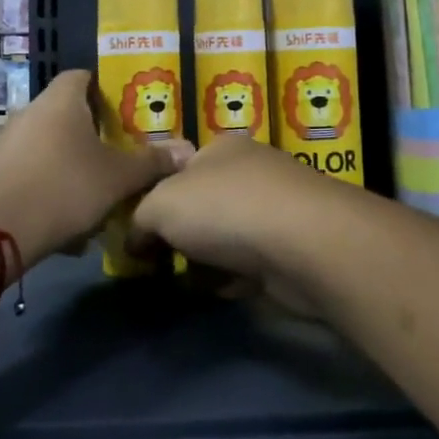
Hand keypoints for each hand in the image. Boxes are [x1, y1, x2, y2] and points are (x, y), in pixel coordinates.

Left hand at [0, 70, 180, 266]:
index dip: (105, 89)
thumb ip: (152, 163)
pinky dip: (50, 190)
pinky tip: (67, 224)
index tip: (126, 111)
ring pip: (49, 148)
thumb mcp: (118, 178)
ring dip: (71, 166)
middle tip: (119, 154)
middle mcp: (29, 113)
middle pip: (66, 114)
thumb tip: (187, 151)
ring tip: (97, 195)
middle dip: (92, 134)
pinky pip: (32, 174)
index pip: (83, 76)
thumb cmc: (65, 187)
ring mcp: (6, 143)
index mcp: (60, 101)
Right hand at [132, 137, 345, 301]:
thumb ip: (139, 220)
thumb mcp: (161, 205)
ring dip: (207, 262)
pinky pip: (251, 264)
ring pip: (226, 238)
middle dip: (181, 237)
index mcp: (219, 148)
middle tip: (161, 264)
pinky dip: (235, 278)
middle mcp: (250, 172)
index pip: (177, 171)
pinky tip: (226, 290)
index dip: (154, 202)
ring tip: (192, 282)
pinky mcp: (294, 247)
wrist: (305, 244)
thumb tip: (134, 241)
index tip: (139, 237)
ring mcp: (276, 209)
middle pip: (202, 207)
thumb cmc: (225, 208)